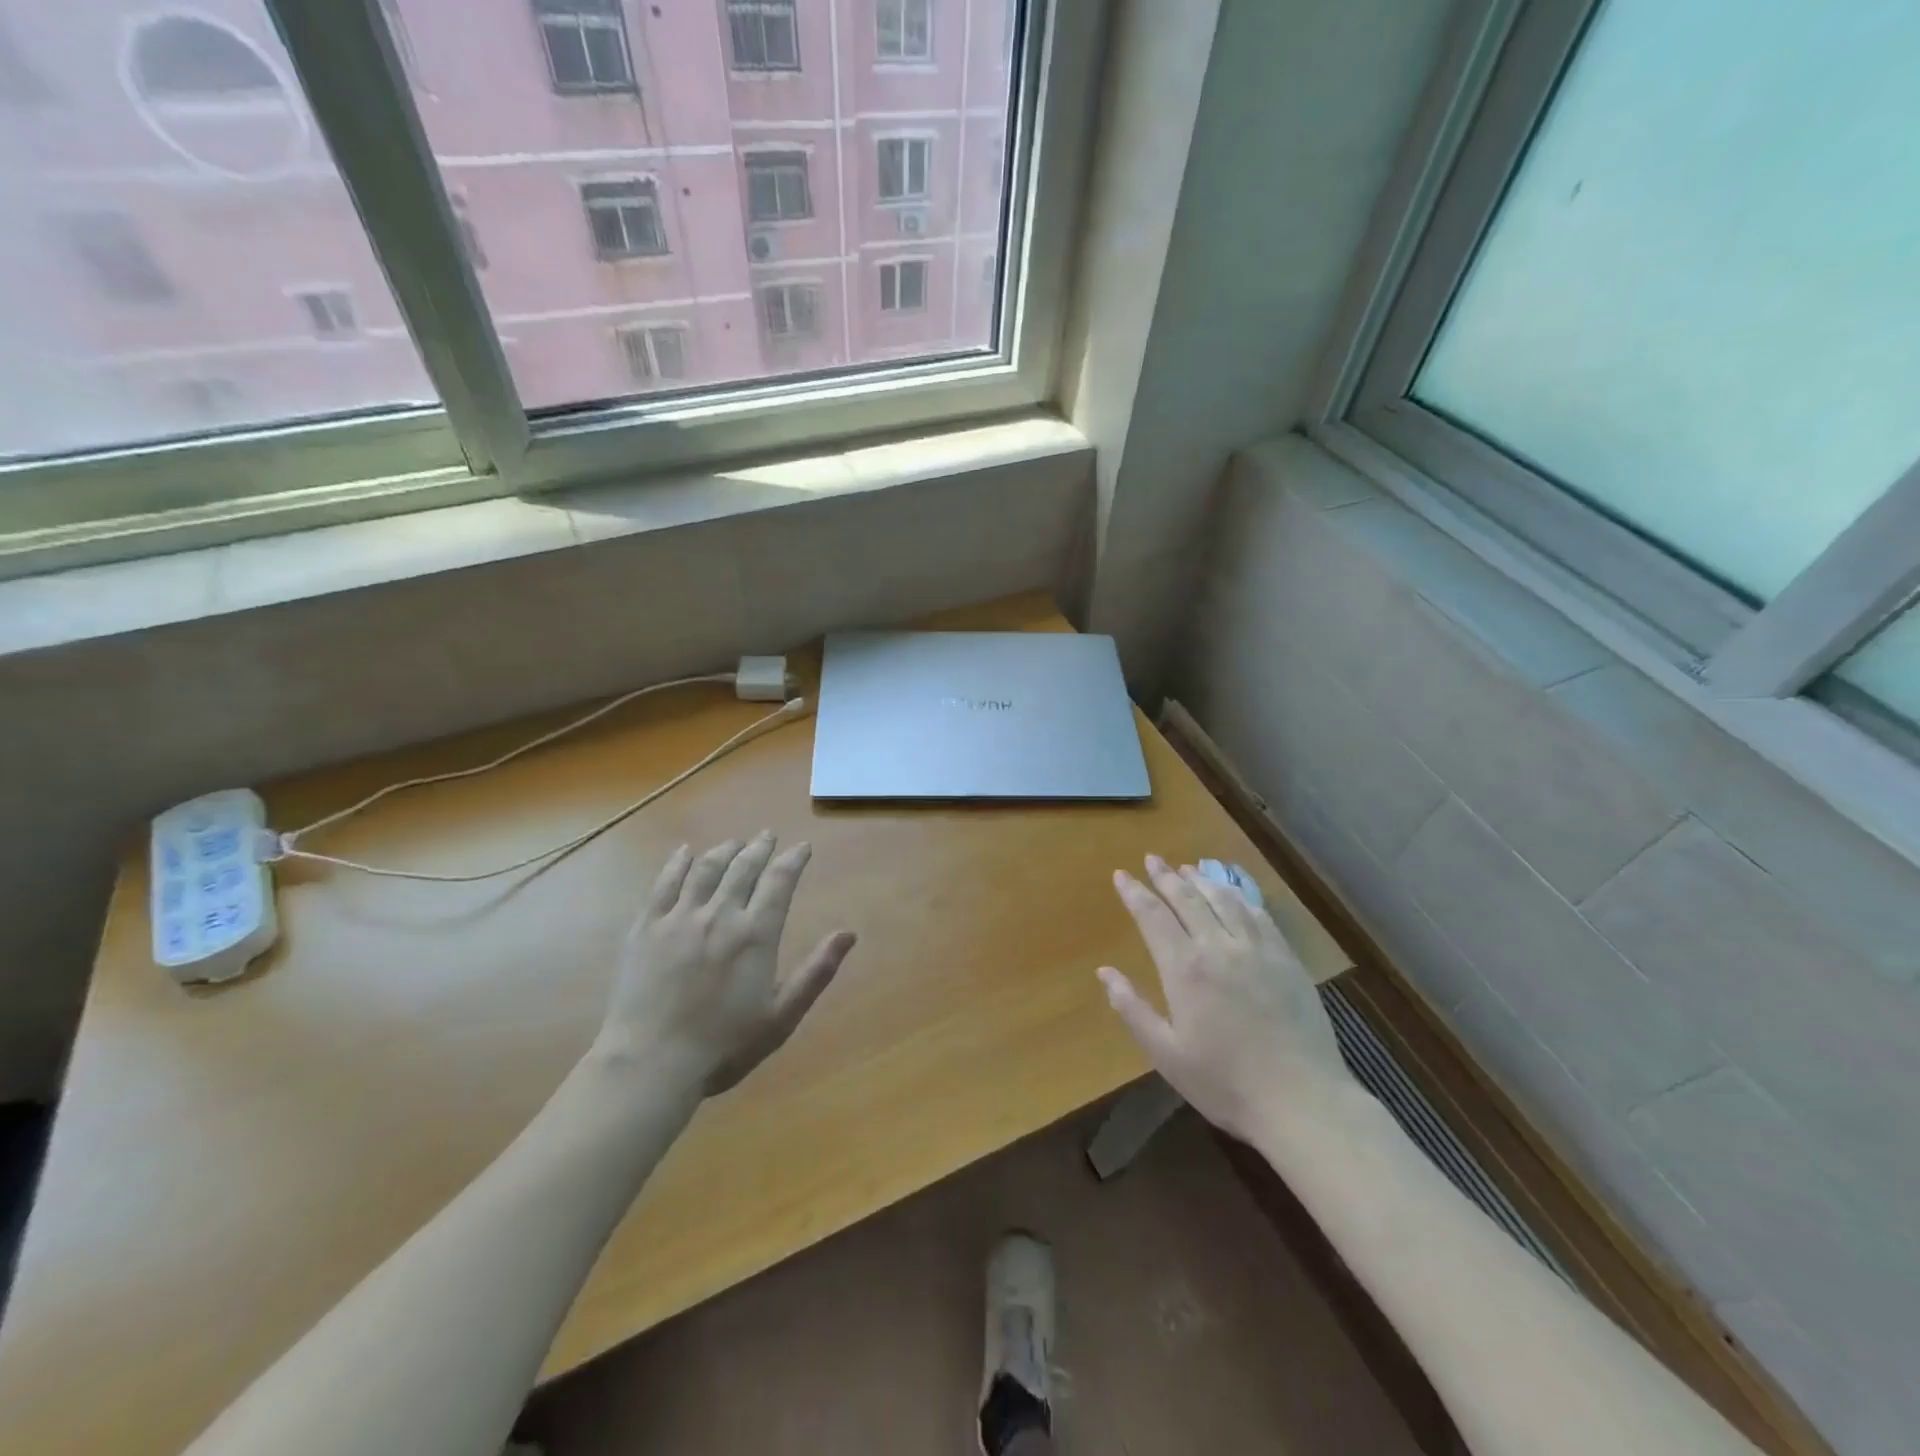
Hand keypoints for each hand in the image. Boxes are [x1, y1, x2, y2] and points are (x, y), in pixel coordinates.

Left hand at [601, 833, 855, 1096]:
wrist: (651, 1063)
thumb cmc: (724, 1045)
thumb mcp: (782, 1016)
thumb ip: (816, 971)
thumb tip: (848, 933)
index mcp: (755, 934)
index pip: (780, 882)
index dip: (793, 860)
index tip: (803, 847)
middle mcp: (719, 914)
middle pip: (743, 868)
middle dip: (759, 848)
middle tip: (767, 836)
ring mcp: (678, 918)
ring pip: (705, 869)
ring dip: (724, 851)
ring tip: (734, 843)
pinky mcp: (645, 928)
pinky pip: (663, 884)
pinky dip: (677, 863)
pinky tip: (685, 853)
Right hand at [1098, 855, 1353, 1143]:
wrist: (1302, 1101)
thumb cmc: (1225, 1083)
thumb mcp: (1166, 1054)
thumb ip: (1132, 1009)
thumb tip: (1104, 972)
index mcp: (1184, 969)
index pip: (1152, 916)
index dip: (1135, 893)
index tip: (1121, 875)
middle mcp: (1218, 947)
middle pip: (1188, 899)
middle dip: (1166, 877)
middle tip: (1152, 859)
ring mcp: (1257, 950)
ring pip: (1224, 900)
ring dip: (1202, 880)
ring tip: (1187, 869)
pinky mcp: (1286, 959)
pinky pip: (1259, 916)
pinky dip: (1240, 898)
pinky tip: (1233, 894)